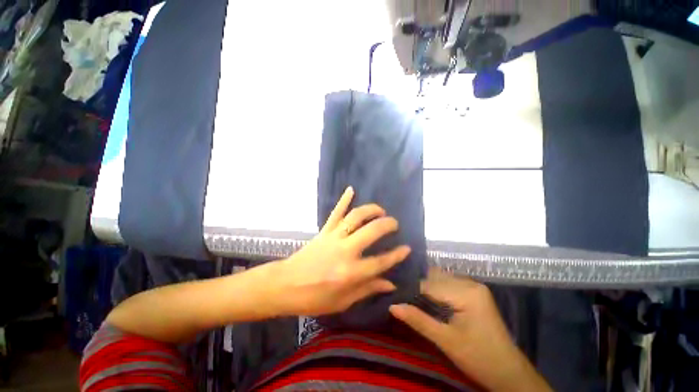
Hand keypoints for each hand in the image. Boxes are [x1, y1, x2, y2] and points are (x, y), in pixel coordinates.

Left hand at [273, 187, 410, 316]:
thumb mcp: (343, 301)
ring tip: (380, 210)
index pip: (381, 262)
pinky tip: (351, 189)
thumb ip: (367, 289)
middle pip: (372, 231)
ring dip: (371, 210)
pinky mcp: (324, 230)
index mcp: (351, 273)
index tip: (407, 248)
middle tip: (394, 224)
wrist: (285, 285)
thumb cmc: (314, 298)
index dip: (397, 255)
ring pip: (355, 216)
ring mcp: (334, 237)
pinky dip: (344, 200)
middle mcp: (345, 250)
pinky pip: (336, 212)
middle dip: (387, 224)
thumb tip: (390, 284)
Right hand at [390, 268, 550, 391]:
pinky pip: (449, 285)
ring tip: (408, 294)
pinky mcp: (474, 293)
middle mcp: (470, 283)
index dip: (410, 288)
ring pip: (441, 279)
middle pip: (435, 277)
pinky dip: (435, 289)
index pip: (430, 284)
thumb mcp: (446, 341)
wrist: (509, 373)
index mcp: (467, 292)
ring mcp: (474, 287)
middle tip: (398, 292)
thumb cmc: (479, 358)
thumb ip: (418, 321)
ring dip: (425, 286)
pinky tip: (425, 297)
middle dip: (417, 285)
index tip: (393, 291)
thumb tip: (392, 305)